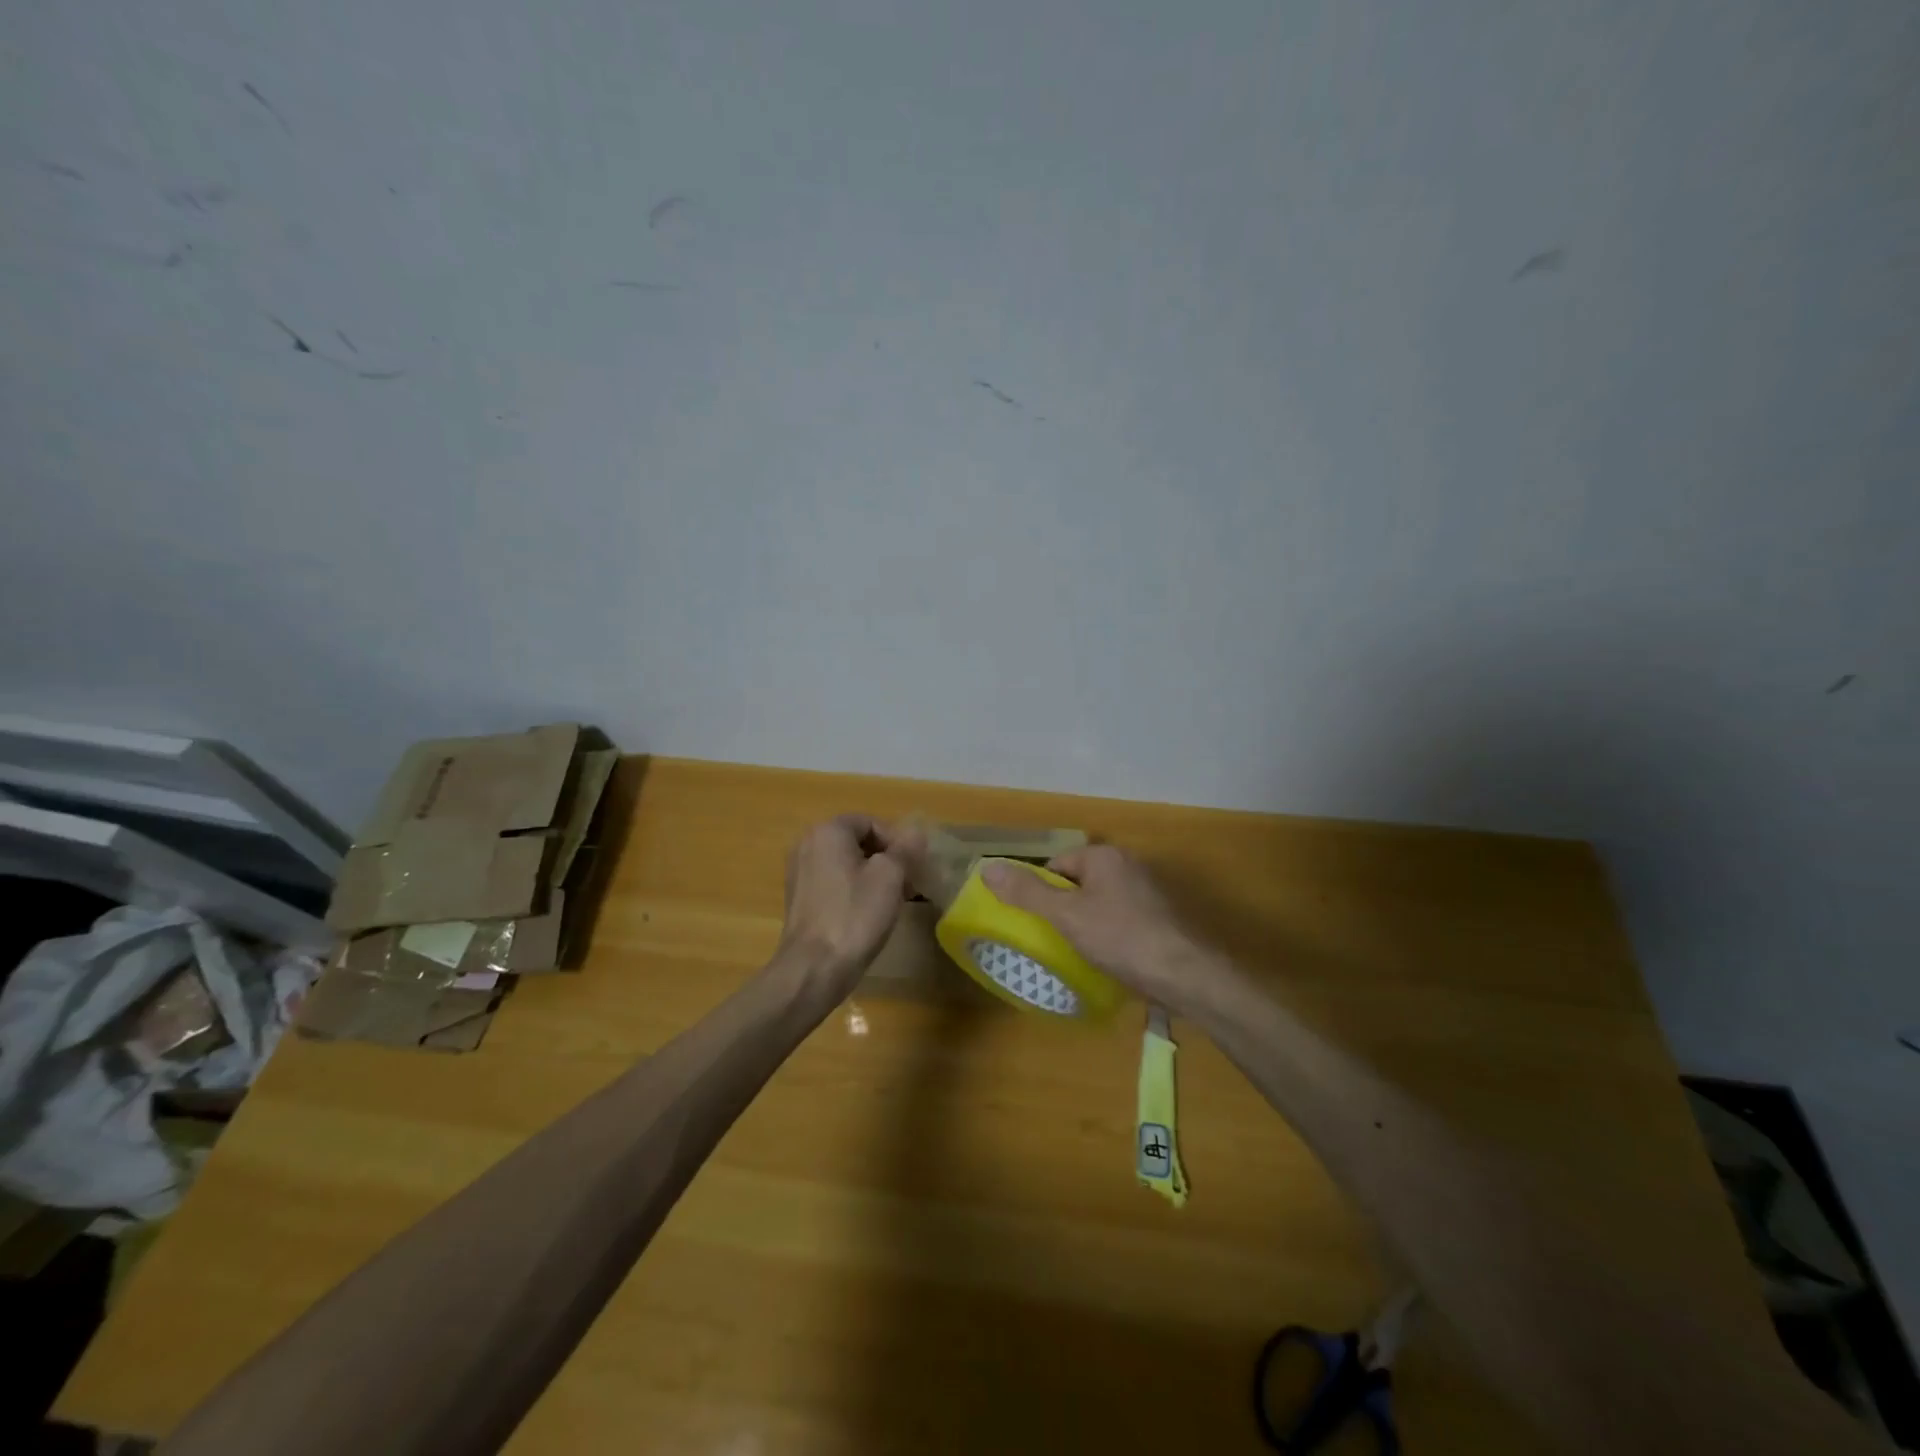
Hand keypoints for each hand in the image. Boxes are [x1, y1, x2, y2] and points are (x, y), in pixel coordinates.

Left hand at [775, 814, 920, 999]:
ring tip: (894, 901)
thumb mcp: (890, 877)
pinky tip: (868, 914)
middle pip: (857, 842)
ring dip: (872, 876)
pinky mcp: (799, 899)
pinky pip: (833, 883)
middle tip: (908, 884)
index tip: (913, 867)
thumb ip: (905, 849)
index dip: (897, 841)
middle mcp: (807, 844)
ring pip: (846, 864)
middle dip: (886, 859)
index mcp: (827, 831)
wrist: (814, 968)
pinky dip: (854, 891)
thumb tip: (916, 833)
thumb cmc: (854, 915)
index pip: (871, 822)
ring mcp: (799, 872)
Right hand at [980, 845, 1216, 1009]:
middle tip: (1054, 940)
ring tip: (1078, 954)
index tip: (1037, 924)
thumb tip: (987, 868)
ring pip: (1100, 903)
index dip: (1041, 894)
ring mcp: (1147, 891)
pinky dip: (1110, 936)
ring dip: (1087, 924)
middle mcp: (1127, 864)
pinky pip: (1121, 919)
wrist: (1186, 975)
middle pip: (1078, 884)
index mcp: (1103, 856)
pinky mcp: (1160, 917)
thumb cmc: (1121, 938)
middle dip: (1064, 910)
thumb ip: (1027, 893)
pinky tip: (1108, 960)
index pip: (1056, 866)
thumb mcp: (1066, 916)